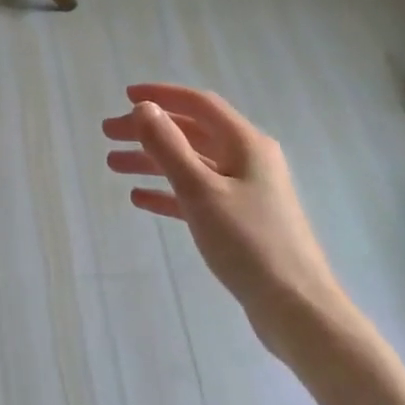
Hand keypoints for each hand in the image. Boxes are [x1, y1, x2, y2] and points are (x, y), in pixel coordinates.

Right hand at [103, 84, 343, 333]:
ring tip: (113, 165)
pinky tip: (140, 198)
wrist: (296, 309)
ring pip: (191, 164)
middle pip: (191, 133)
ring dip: (152, 161)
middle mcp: (248, 159)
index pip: (199, 104)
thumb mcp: (201, 190)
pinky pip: (197, 194)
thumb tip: (144, 108)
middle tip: (108, 134)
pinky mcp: (240, 220)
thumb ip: (169, 147)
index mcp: (246, 143)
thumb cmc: (249, 243)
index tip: (124, 95)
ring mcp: (246, 191)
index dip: (161, 96)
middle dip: (149, 131)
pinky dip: (168, 191)